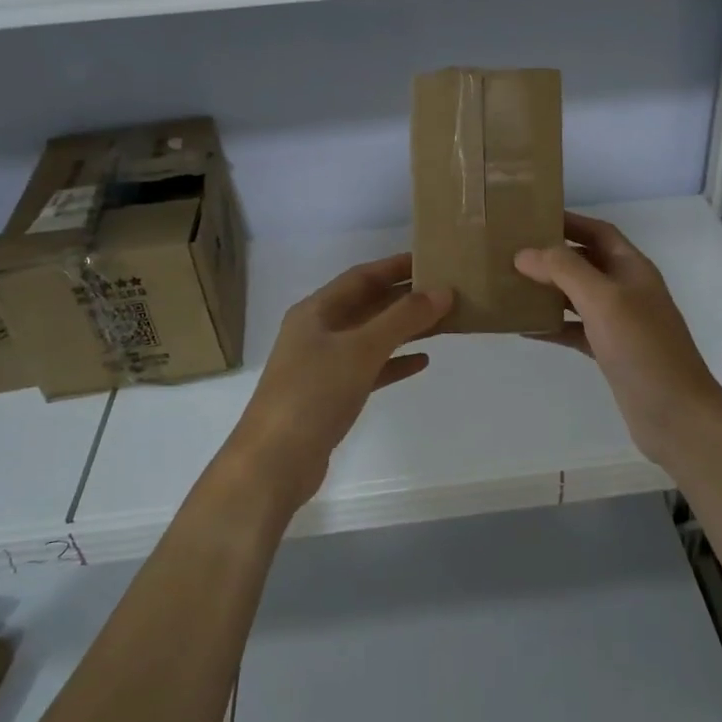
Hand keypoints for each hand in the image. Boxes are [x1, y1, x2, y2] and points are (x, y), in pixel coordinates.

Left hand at [227, 254, 451, 509]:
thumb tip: (443, 291)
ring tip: (443, 321)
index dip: (395, 266)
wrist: (274, 462)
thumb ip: (403, 318)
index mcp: (316, 311)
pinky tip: (422, 361)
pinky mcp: (331, 396)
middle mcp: (317, 332)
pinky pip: (370, 369)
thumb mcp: (361, 349)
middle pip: (367, 305)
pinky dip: (394, 363)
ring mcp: (323, 365)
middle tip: (446, 291)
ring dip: (404, 329)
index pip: (361, 277)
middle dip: (404, 298)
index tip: (431, 259)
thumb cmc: (314, 394)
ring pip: (371, 337)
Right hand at [514, 212, 721, 462]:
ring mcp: (620, 323)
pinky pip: (575, 330)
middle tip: (509, 252)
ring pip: (577, 296)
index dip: (568, 222)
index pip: (598, 232)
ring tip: (509, 285)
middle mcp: (627, 290)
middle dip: (550, 256)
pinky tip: (523, 327)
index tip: (529, 218)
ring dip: (547, 290)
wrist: (676, 415)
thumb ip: (564, 270)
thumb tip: (524, 253)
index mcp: (632, 268)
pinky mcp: (610, 352)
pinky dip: (552, 326)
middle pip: (585, 262)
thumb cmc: (643, 348)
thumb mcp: (603, 300)